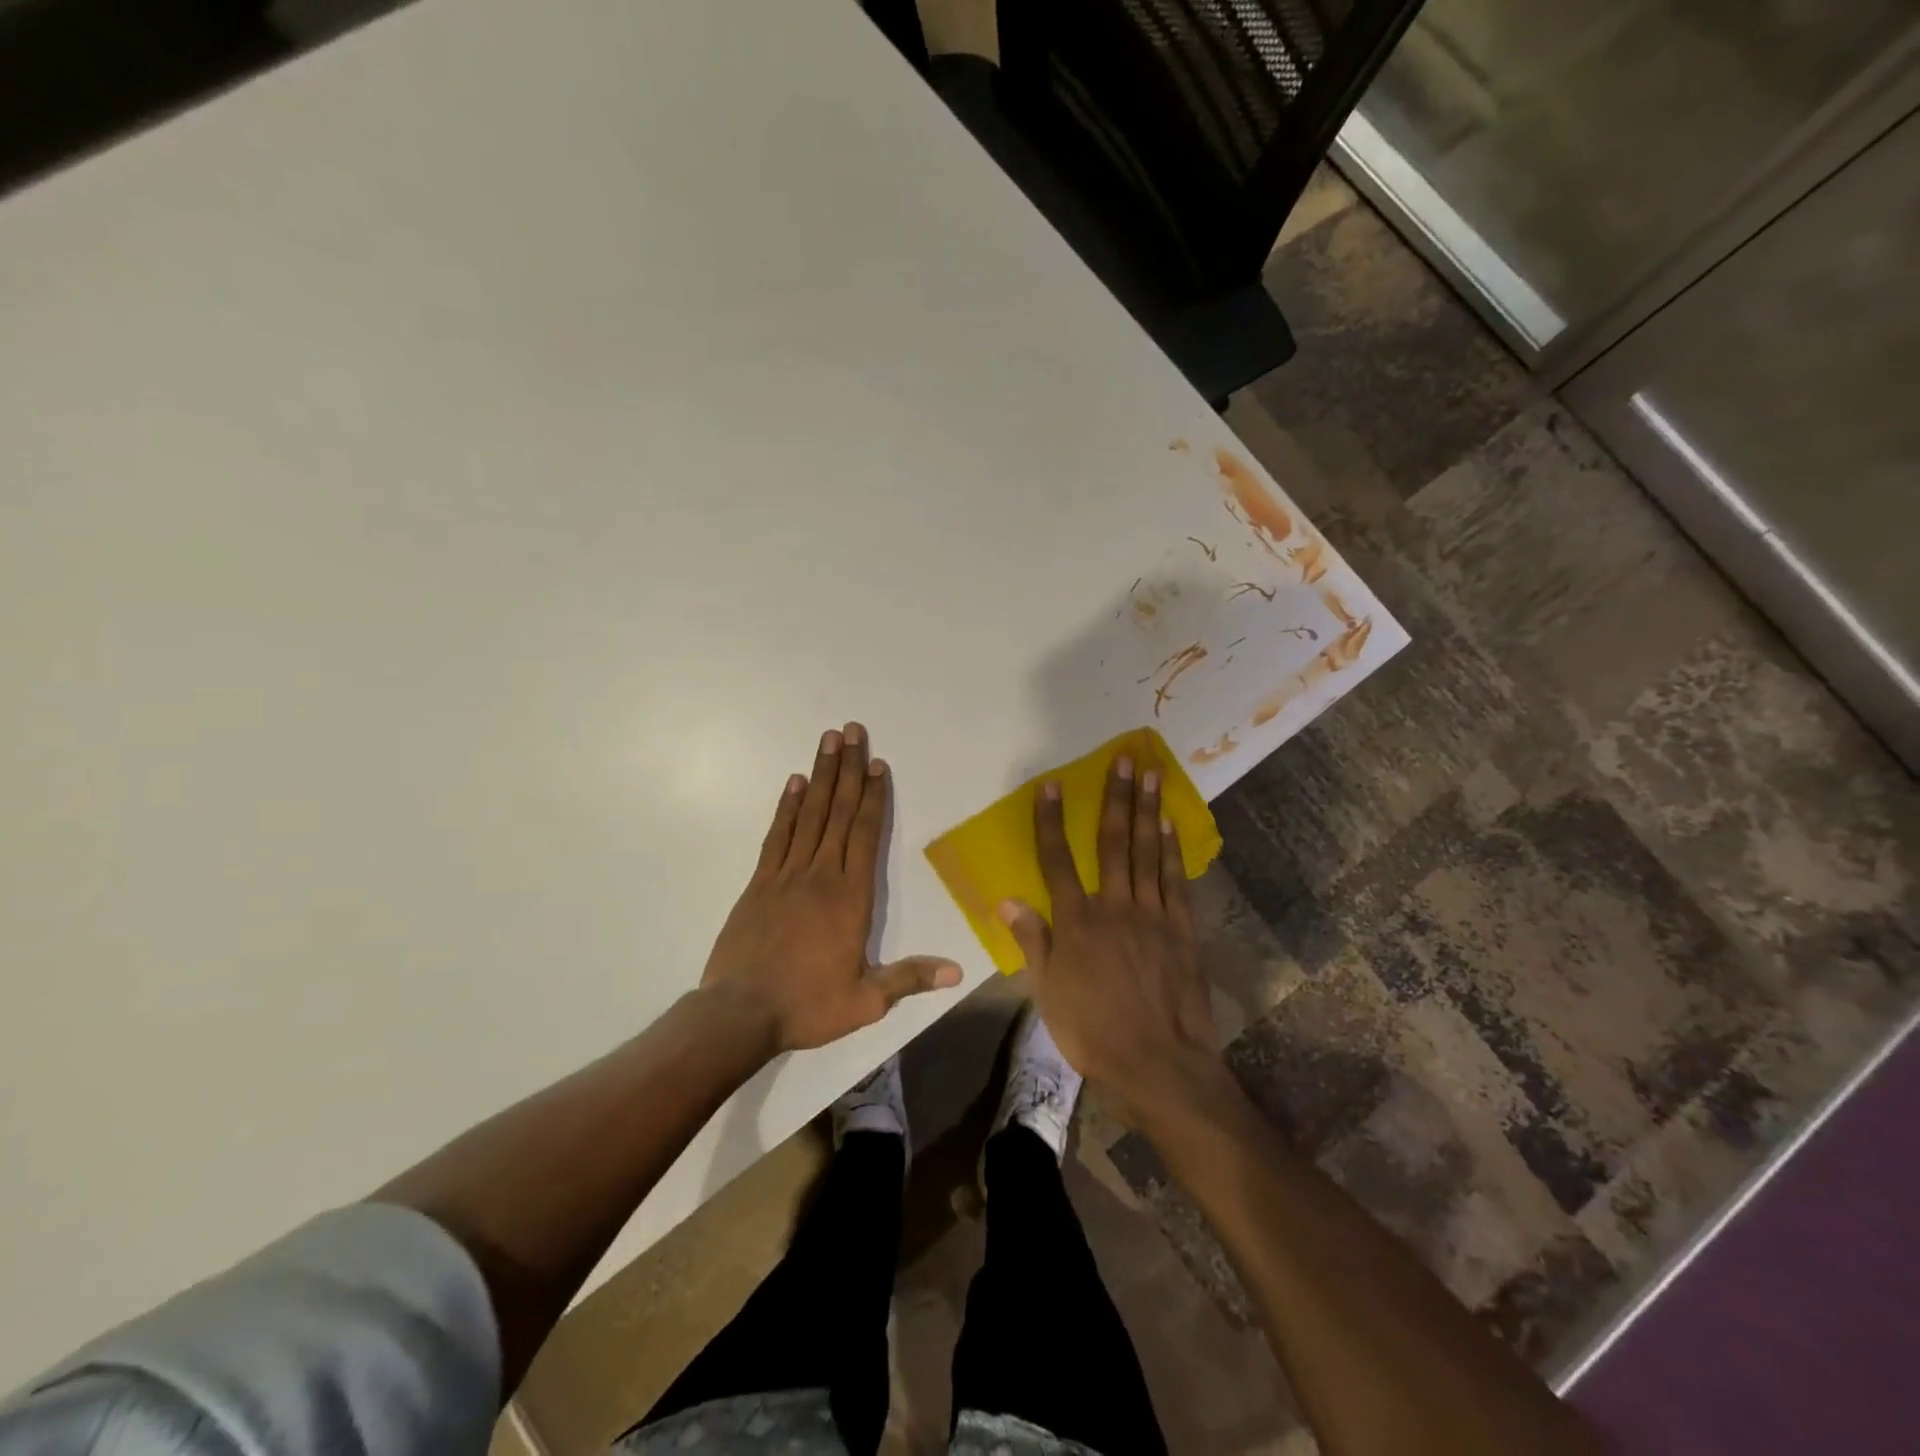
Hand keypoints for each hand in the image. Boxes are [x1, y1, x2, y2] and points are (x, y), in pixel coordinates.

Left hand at [700, 722, 960, 1052]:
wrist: (740, 1013)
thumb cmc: (807, 1005)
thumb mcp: (866, 1001)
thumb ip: (909, 978)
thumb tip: (957, 972)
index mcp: (850, 898)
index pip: (865, 835)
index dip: (873, 797)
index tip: (877, 763)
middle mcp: (820, 875)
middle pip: (838, 812)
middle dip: (848, 770)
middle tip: (852, 731)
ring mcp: (786, 875)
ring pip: (809, 815)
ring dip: (821, 775)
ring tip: (828, 740)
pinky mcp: (760, 882)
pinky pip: (777, 835)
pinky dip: (787, 806)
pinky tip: (795, 782)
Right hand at [1000, 754, 1219, 1124]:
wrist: (1159, 1064)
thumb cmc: (1093, 1032)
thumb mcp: (1048, 993)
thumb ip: (1032, 942)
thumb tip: (1006, 901)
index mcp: (1077, 922)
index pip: (1057, 861)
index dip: (1051, 822)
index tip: (1051, 787)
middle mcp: (1115, 906)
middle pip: (1112, 843)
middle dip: (1115, 798)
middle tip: (1124, 760)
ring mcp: (1152, 914)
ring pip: (1147, 852)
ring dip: (1148, 811)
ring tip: (1152, 775)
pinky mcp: (1181, 929)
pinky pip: (1175, 880)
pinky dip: (1172, 850)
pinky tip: (1170, 826)